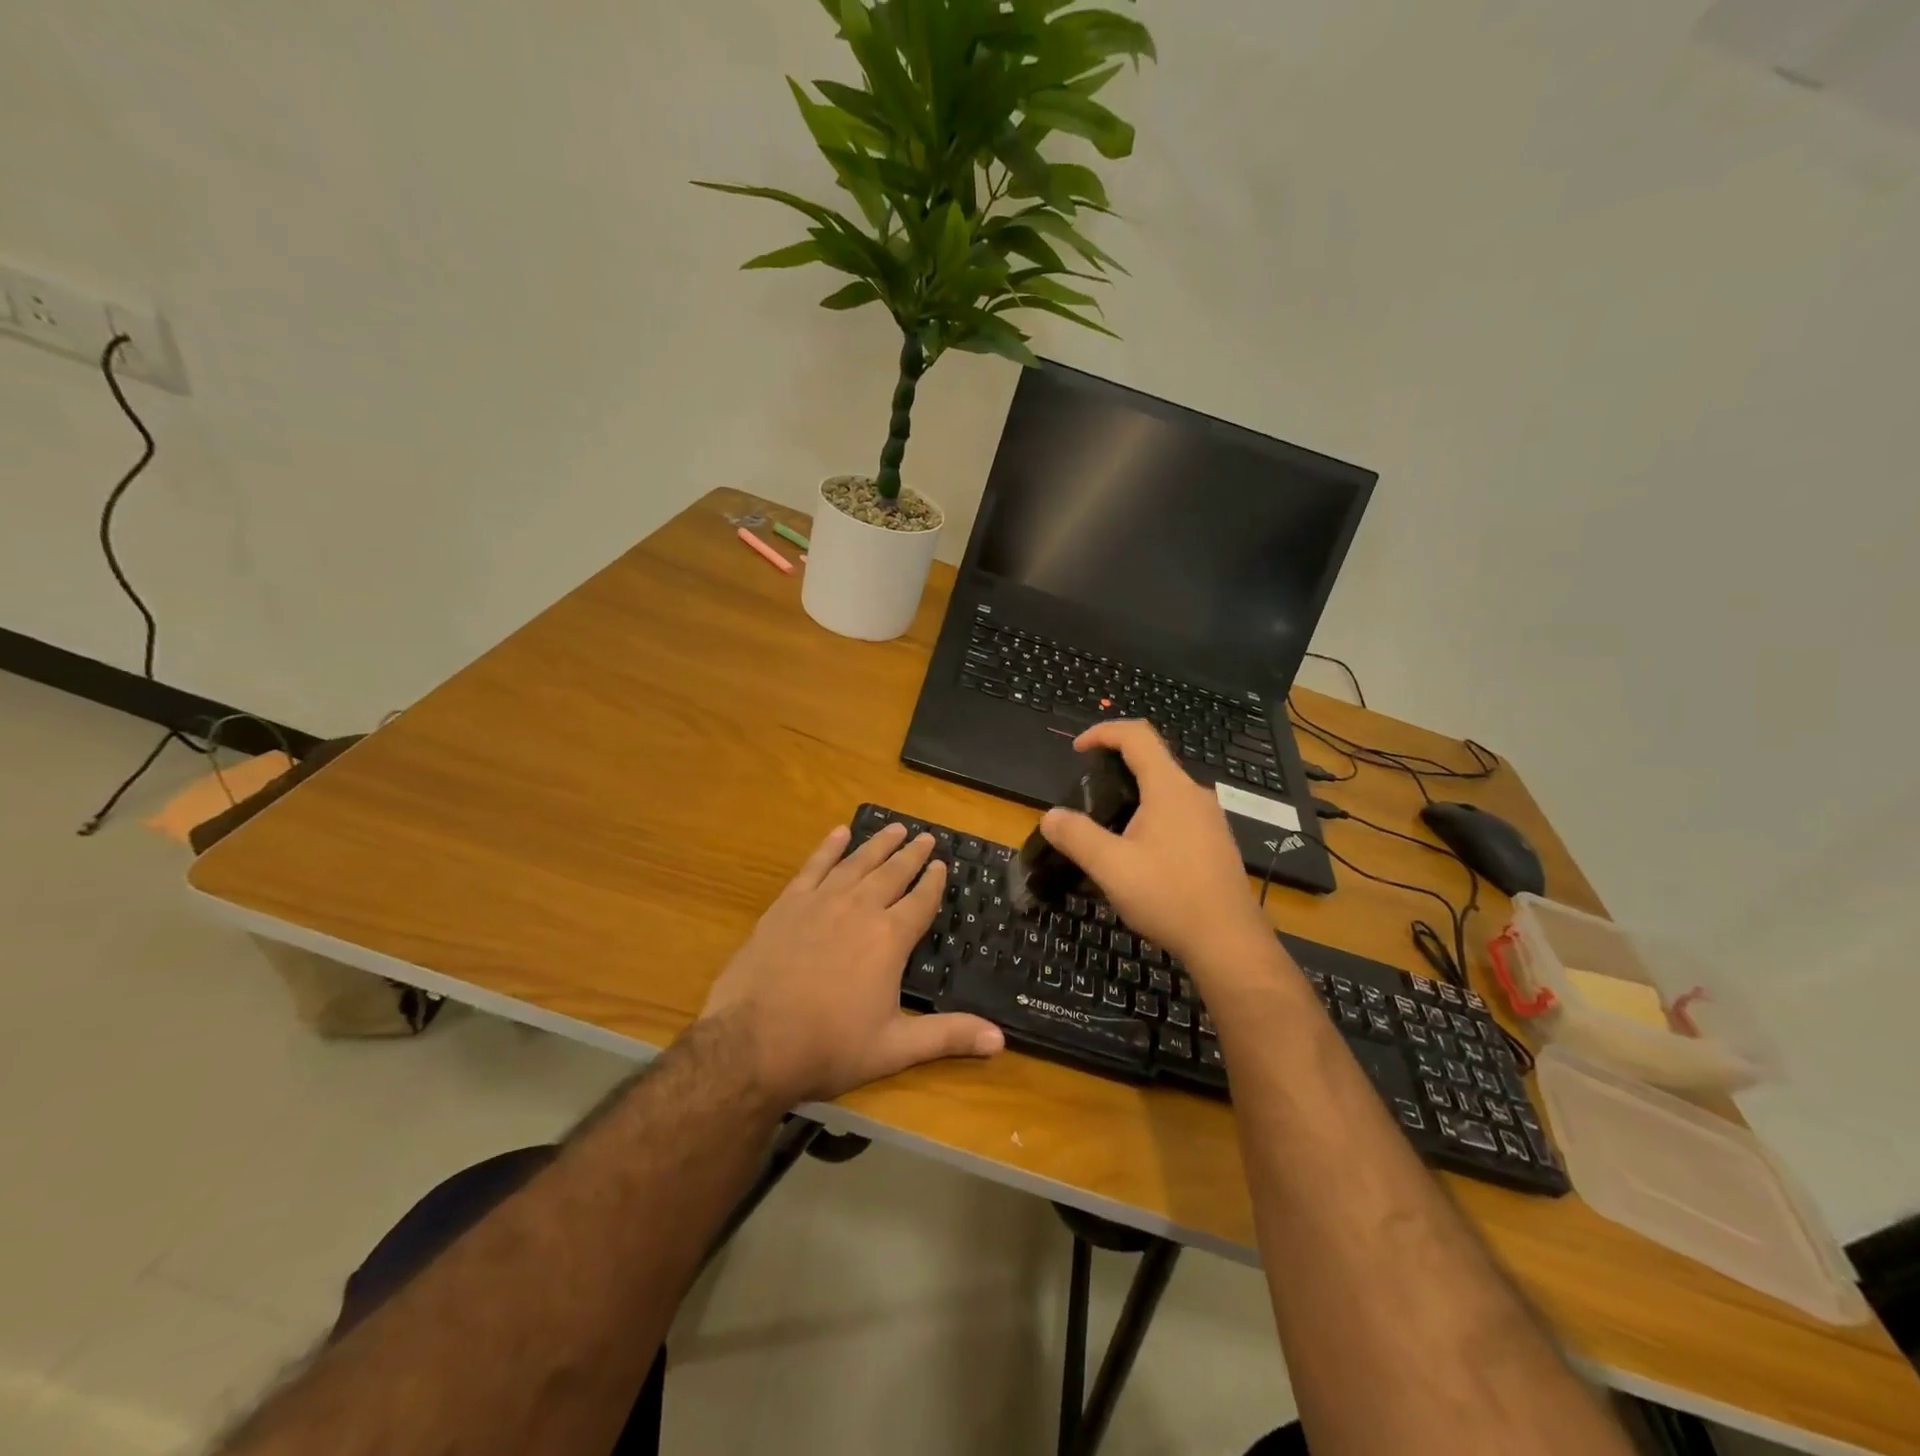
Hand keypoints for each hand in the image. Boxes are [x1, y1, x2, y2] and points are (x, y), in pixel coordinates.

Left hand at [702, 821, 1003, 1106]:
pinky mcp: (787, 905)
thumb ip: (947, 1036)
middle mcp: (860, 908)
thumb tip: (1001, 1039)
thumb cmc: (828, 1047)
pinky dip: (828, 848)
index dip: (934, 881)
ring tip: (894, 827)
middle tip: (925, 836)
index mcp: (889, 938)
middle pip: (892, 873)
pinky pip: (814, 866)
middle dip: (911, 854)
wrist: (751, 1044)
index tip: (942, 864)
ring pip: (857, 862)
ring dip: (878, 844)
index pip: (920, 900)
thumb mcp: (894, 1048)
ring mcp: (821, 902)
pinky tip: (839, 833)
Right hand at [1039, 721, 1275, 976]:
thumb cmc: (1169, 897)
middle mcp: (1194, 794)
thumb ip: (1077, 836)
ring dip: (1134, 794)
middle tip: (1087, 793)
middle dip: (1115, 765)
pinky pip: (1178, 813)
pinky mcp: (1215, 842)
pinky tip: (1138, 853)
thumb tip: (1050, 816)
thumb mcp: (1111, 868)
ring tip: (1107, 826)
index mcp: (1170, 788)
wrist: (1229, 942)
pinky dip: (1151, 816)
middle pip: (1152, 760)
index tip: (1077, 750)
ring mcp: (1210, 819)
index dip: (1103, 732)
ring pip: (1166, 789)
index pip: (1136, 735)